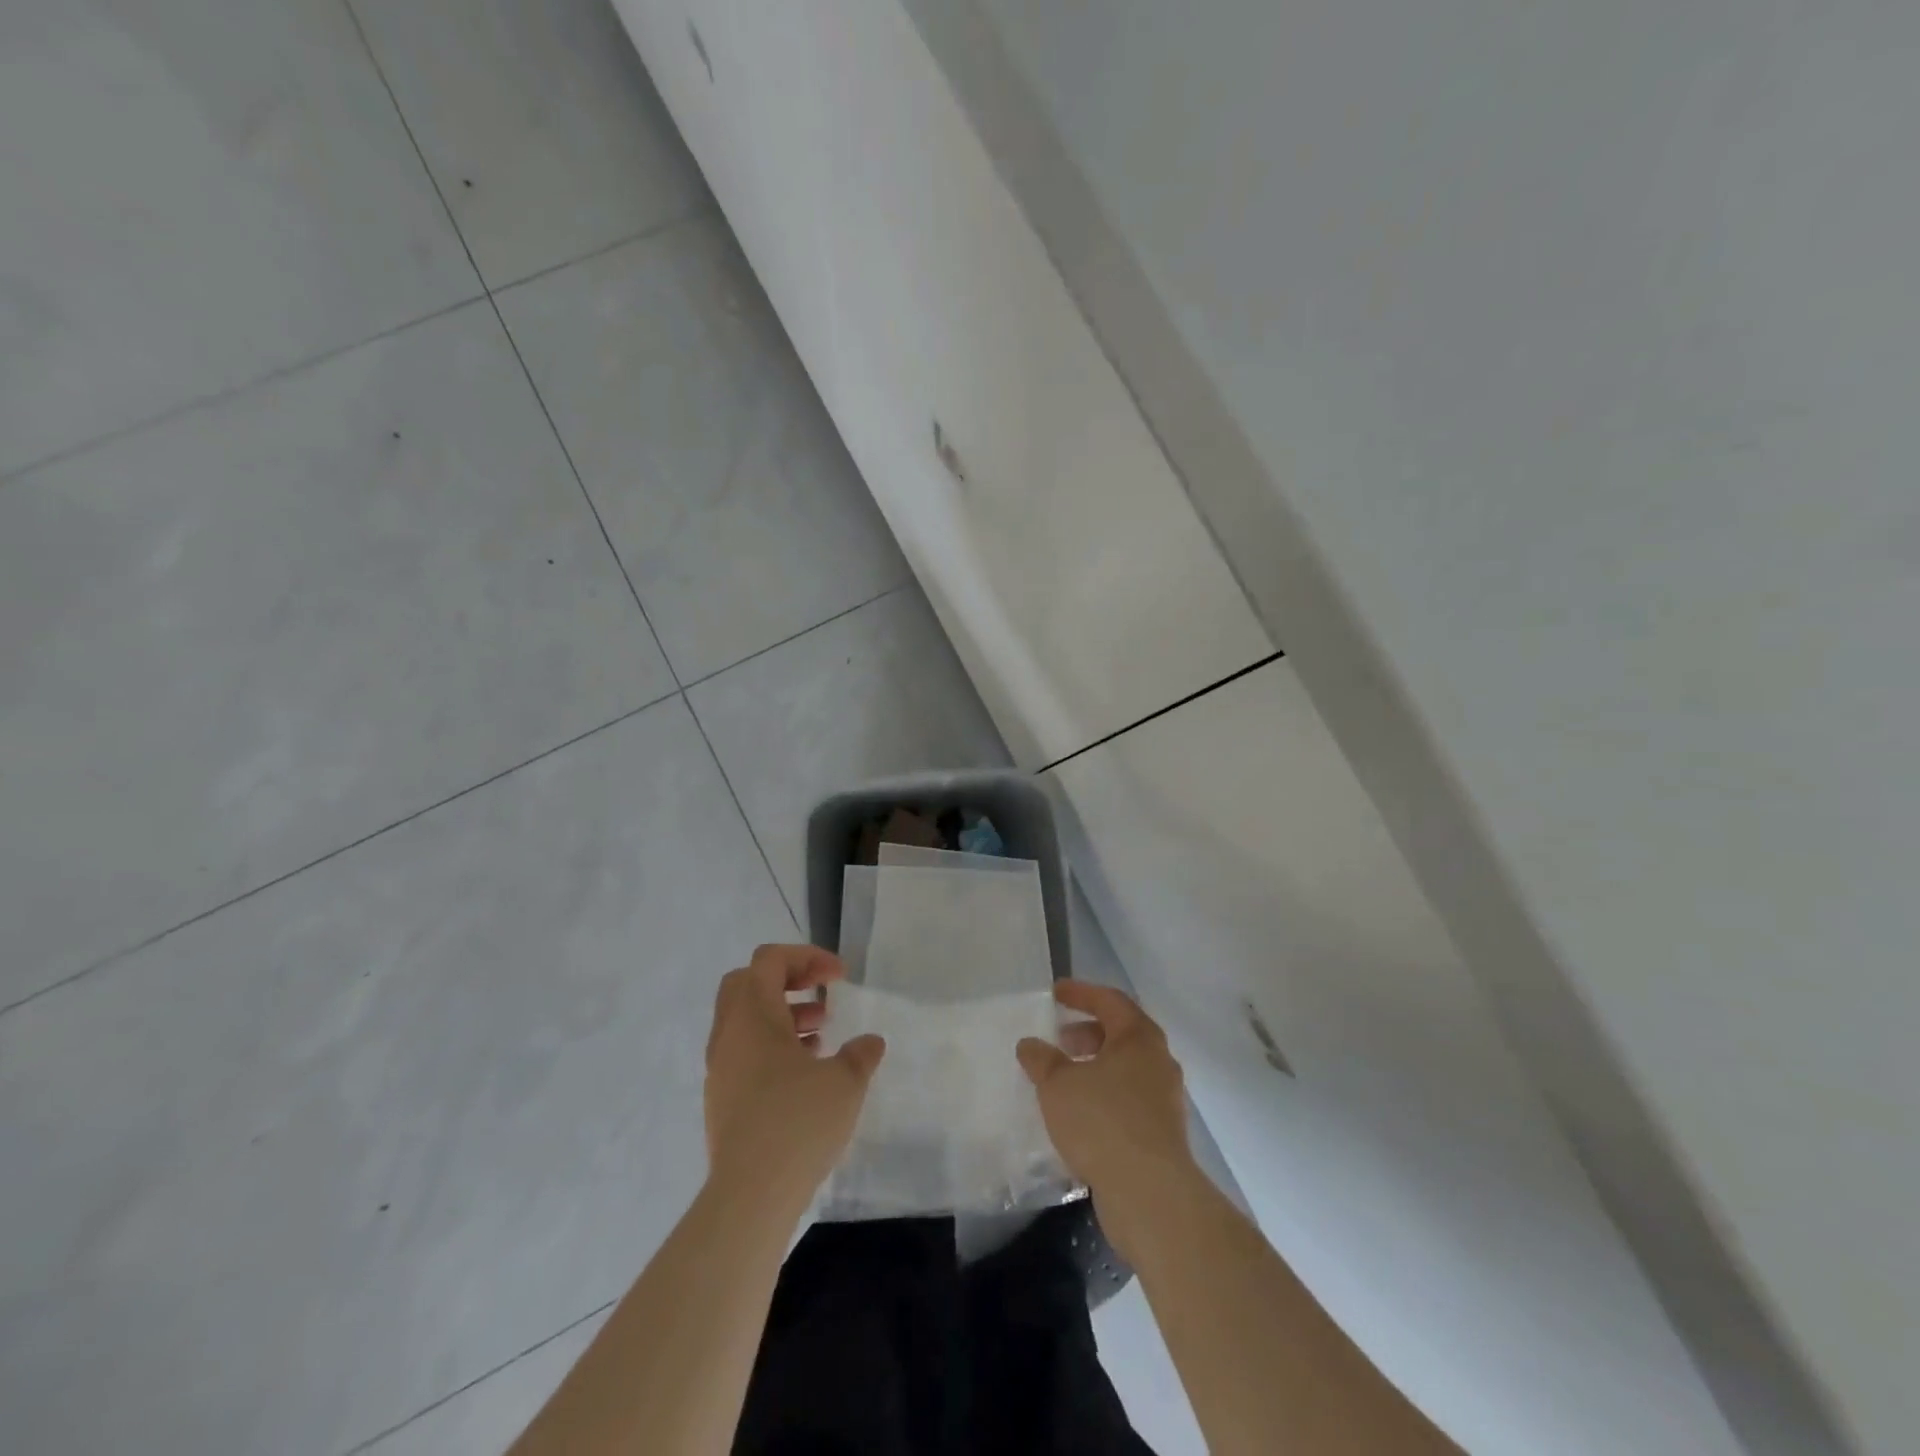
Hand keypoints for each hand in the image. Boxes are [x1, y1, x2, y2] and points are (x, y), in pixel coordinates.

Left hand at [704, 944, 885, 1210]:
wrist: (749, 1197)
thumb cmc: (797, 1123)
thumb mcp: (844, 1083)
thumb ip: (860, 1054)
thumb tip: (870, 1043)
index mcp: (753, 1015)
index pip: (770, 959)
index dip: (807, 957)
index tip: (839, 978)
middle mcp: (728, 1034)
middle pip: (748, 982)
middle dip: (788, 980)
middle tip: (821, 994)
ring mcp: (720, 1068)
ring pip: (745, 1020)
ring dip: (782, 1015)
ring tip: (821, 1033)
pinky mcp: (721, 1099)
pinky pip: (744, 1052)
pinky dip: (772, 1046)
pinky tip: (804, 1072)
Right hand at [1017, 981, 1193, 1202]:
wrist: (1150, 1193)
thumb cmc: (1103, 1122)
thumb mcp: (1058, 1085)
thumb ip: (1042, 1059)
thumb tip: (1030, 1044)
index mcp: (1139, 1038)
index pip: (1110, 1000)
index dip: (1081, 993)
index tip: (1055, 993)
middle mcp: (1158, 1061)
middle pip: (1121, 1034)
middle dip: (1088, 1033)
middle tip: (1059, 1040)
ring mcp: (1165, 1099)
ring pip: (1126, 1069)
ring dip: (1095, 1067)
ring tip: (1064, 1080)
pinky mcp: (1162, 1133)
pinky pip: (1129, 1100)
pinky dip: (1104, 1096)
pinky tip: (1080, 1115)